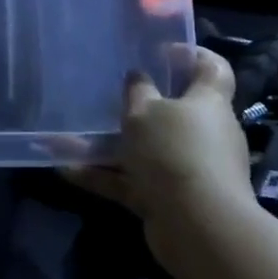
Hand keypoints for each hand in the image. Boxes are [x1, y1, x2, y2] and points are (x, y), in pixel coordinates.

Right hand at [62, 48, 253, 268]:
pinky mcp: (170, 199)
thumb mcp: (145, 111)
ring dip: (109, 145)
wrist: (199, 228)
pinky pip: (132, 181)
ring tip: (67, 138)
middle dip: (140, 104)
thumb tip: (138, 76)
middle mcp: (204, 134)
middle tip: (108, 94)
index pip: (212, 69)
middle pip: (176, 111)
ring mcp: (188, 169)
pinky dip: (103, 176)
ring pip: (146, 149)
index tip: (161, 50)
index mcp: (208, 103)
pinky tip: (65, 171)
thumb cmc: (175, 152)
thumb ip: (137, 91)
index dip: (191, 54)